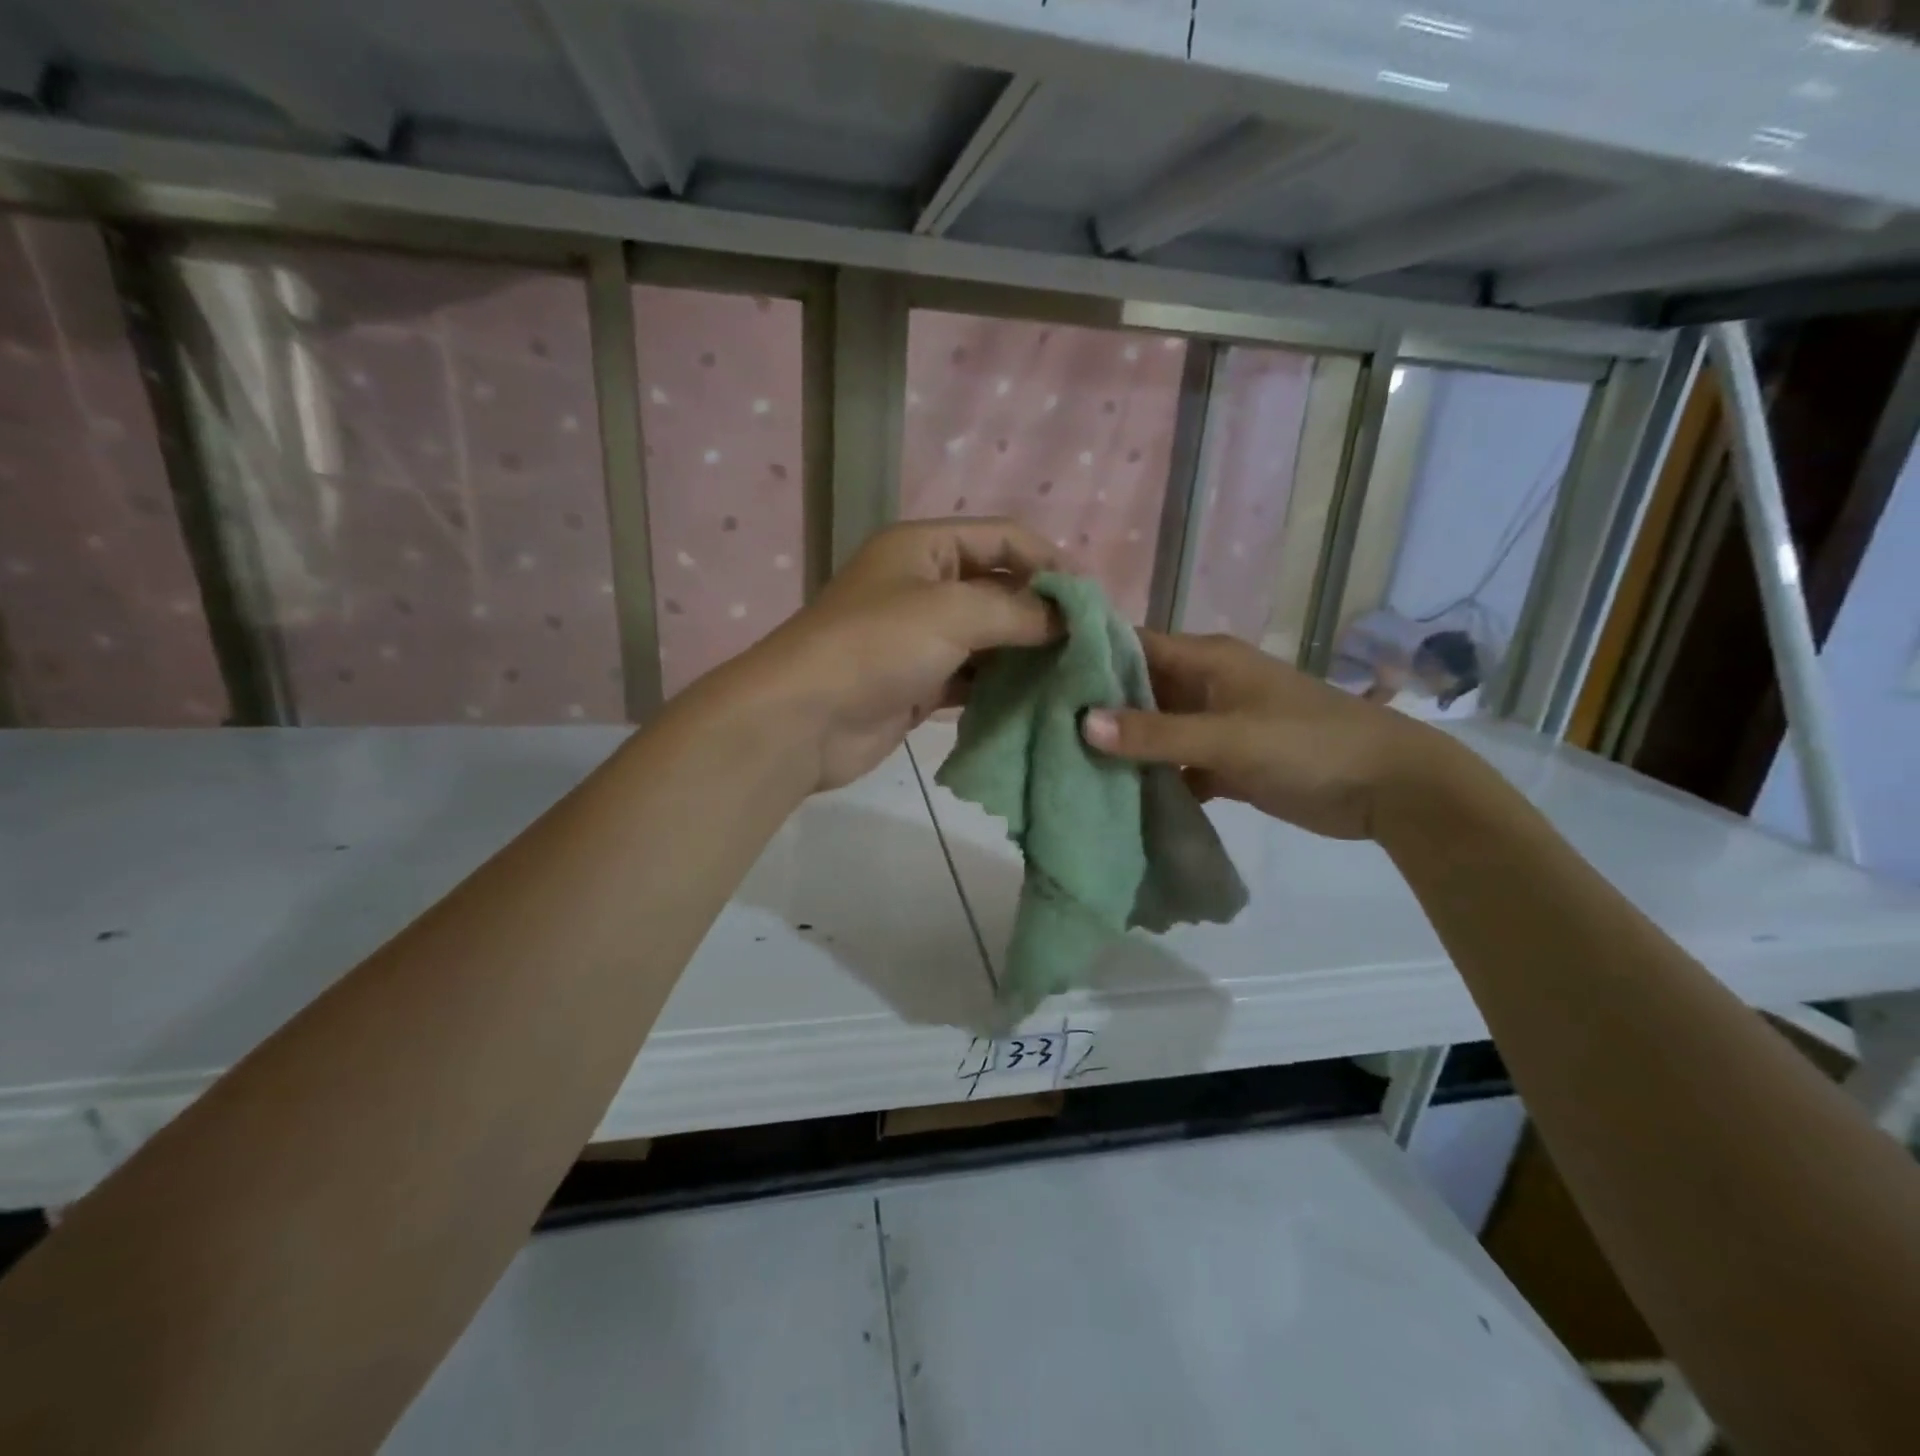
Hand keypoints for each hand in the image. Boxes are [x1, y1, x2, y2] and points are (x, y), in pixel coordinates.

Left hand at [744, 519, 1059, 790]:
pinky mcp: (920, 683)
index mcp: (924, 548)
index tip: (1092, 600)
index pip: (1003, 538)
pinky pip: (972, 678)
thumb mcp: (952, 612)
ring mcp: (920, 638)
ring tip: (1073, 673)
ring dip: (1026, 653)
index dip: (1050, 562)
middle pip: (998, 588)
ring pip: (988, 638)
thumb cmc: (876, 646)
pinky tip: (1037, 700)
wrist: (804, 719)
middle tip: (1090, 642)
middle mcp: (923, 586)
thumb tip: (1071, 618)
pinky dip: (1001, 687)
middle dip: (1043, 612)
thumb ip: (1018, 611)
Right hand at [1079, 631, 1453, 840]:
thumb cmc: (1308, 744)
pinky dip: (1151, 778)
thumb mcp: (1229, 737)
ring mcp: (1214, 723)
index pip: (1133, 645)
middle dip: (1097, 708)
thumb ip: (1157, 734)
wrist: (1388, 787)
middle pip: (1138, 689)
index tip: (1039, 675)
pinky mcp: (1224, 761)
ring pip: (1154, 730)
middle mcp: (1204, 684)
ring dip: (1122, 747)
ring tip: (1064, 763)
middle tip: (1042, 728)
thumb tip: (1082, 723)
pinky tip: (1115, 797)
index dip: (1088, 656)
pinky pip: (1174, 764)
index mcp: (1206, 659)